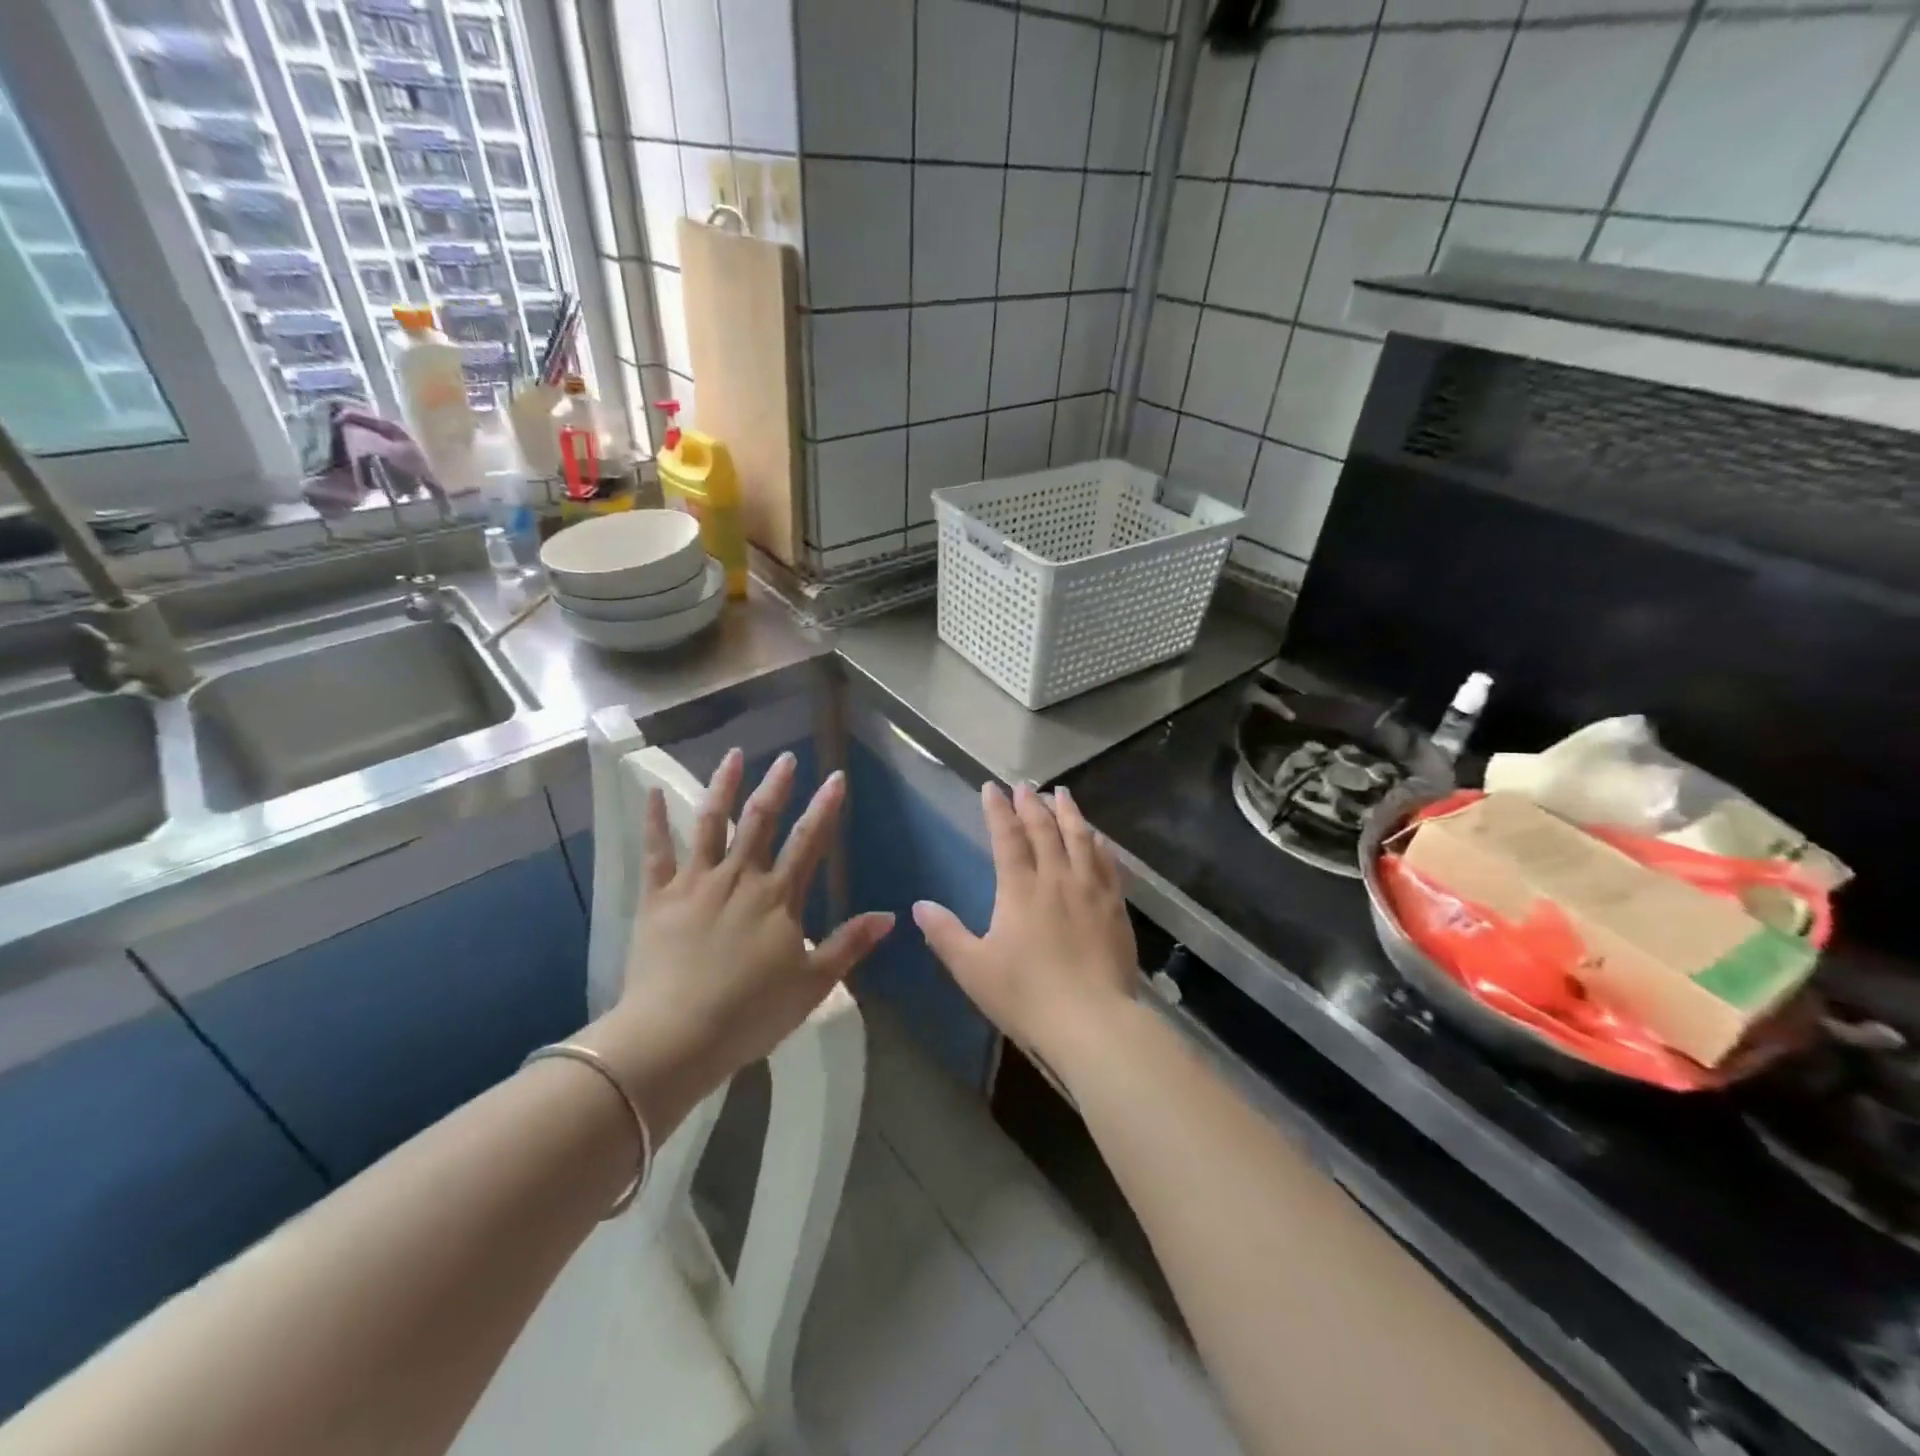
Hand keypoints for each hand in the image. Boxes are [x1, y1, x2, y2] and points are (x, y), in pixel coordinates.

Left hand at [582, 748, 893, 1130]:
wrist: (676, 1037)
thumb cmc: (750, 1014)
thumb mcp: (813, 985)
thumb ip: (849, 944)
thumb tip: (890, 915)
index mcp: (778, 898)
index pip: (808, 841)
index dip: (824, 808)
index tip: (835, 776)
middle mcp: (739, 878)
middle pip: (760, 821)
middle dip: (777, 786)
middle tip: (786, 757)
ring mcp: (696, 884)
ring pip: (711, 823)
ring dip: (723, 787)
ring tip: (734, 755)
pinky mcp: (659, 898)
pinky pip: (657, 852)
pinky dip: (654, 821)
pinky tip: (650, 791)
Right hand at [913, 782, 1137, 1074]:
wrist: (1092, 1022)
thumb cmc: (1026, 995)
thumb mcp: (973, 969)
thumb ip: (946, 934)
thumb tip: (920, 905)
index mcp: (1020, 890)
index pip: (1007, 838)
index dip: (998, 810)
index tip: (992, 787)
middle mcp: (1056, 879)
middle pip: (1045, 831)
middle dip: (1032, 804)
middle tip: (1026, 784)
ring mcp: (1091, 891)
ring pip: (1080, 839)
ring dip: (1069, 814)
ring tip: (1062, 794)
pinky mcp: (1115, 909)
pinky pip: (1108, 865)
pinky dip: (1100, 845)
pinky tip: (1099, 838)